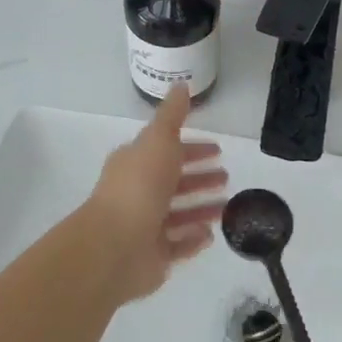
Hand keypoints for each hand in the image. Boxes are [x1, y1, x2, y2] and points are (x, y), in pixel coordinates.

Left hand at [80, 84, 227, 303]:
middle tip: (227, 176)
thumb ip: (172, 115)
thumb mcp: (158, 139)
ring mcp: (144, 226)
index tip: (217, 149)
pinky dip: (193, 238)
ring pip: (178, 214)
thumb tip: (181, 84)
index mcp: (136, 163)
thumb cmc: (139, 186)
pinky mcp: (152, 256)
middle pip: (174, 182)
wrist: (114, 246)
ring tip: (228, 206)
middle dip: (200, 177)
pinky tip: (211, 235)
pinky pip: (177, 245)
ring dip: (201, 208)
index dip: (192, 148)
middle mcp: (138, 193)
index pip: (167, 150)